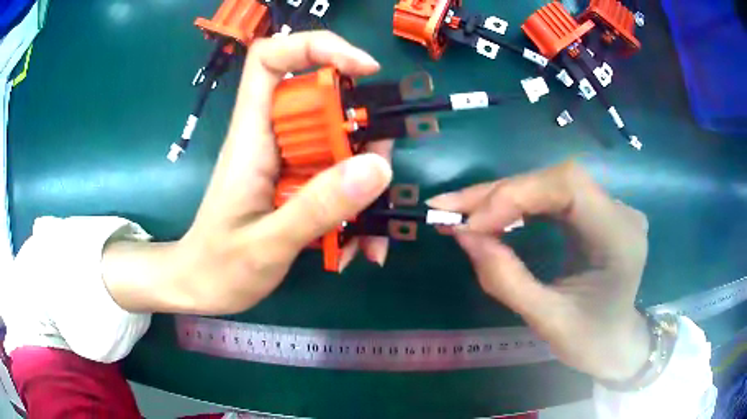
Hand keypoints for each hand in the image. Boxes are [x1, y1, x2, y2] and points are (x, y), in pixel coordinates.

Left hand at [103, 32, 392, 314]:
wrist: (201, 288)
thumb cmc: (219, 266)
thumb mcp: (267, 244)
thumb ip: (318, 207)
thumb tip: (377, 167)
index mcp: (251, 136)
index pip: (270, 59)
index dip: (315, 48)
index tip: (361, 69)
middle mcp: (271, 138)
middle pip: (322, 101)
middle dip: (361, 130)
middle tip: (378, 173)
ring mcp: (287, 162)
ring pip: (338, 144)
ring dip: (364, 183)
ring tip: (370, 236)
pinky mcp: (297, 185)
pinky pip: (336, 180)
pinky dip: (354, 211)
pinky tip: (357, 248)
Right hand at [427, 162, 650, 381]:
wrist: (616, 343)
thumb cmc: (590, 341)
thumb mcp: (547, 321)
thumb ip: (506, 278)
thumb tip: (463, 234)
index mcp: (619, 237)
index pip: (569, 187)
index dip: (516, 195)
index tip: (472, 225)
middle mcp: (619, 210)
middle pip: (555, 179)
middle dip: (499, 193)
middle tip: (448, 207)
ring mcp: (608, 207)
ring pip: (549, 183)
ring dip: (501, 196)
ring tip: (460, 209)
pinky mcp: (594, 212)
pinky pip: (550, 197)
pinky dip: (516, 204)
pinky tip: (490, 214)